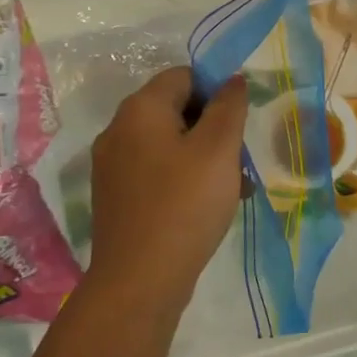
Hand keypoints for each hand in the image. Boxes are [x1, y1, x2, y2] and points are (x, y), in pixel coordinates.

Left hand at [86, 68, 248, 322]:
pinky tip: (209, 204)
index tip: (242, 121)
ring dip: (204, 156)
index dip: (218, 90)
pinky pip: (157, 172)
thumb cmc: (185, 204)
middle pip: (176, 109)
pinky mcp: (117, 197)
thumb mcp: (219, 149)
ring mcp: (113, 166)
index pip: (184, 76)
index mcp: (140, 110)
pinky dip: (184, 178)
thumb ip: (229, 107)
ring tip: (235, 186)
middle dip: (214, 127)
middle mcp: (119, 130)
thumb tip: (231, 80)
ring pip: (169, 144)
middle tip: (242, 157)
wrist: (140, 279)